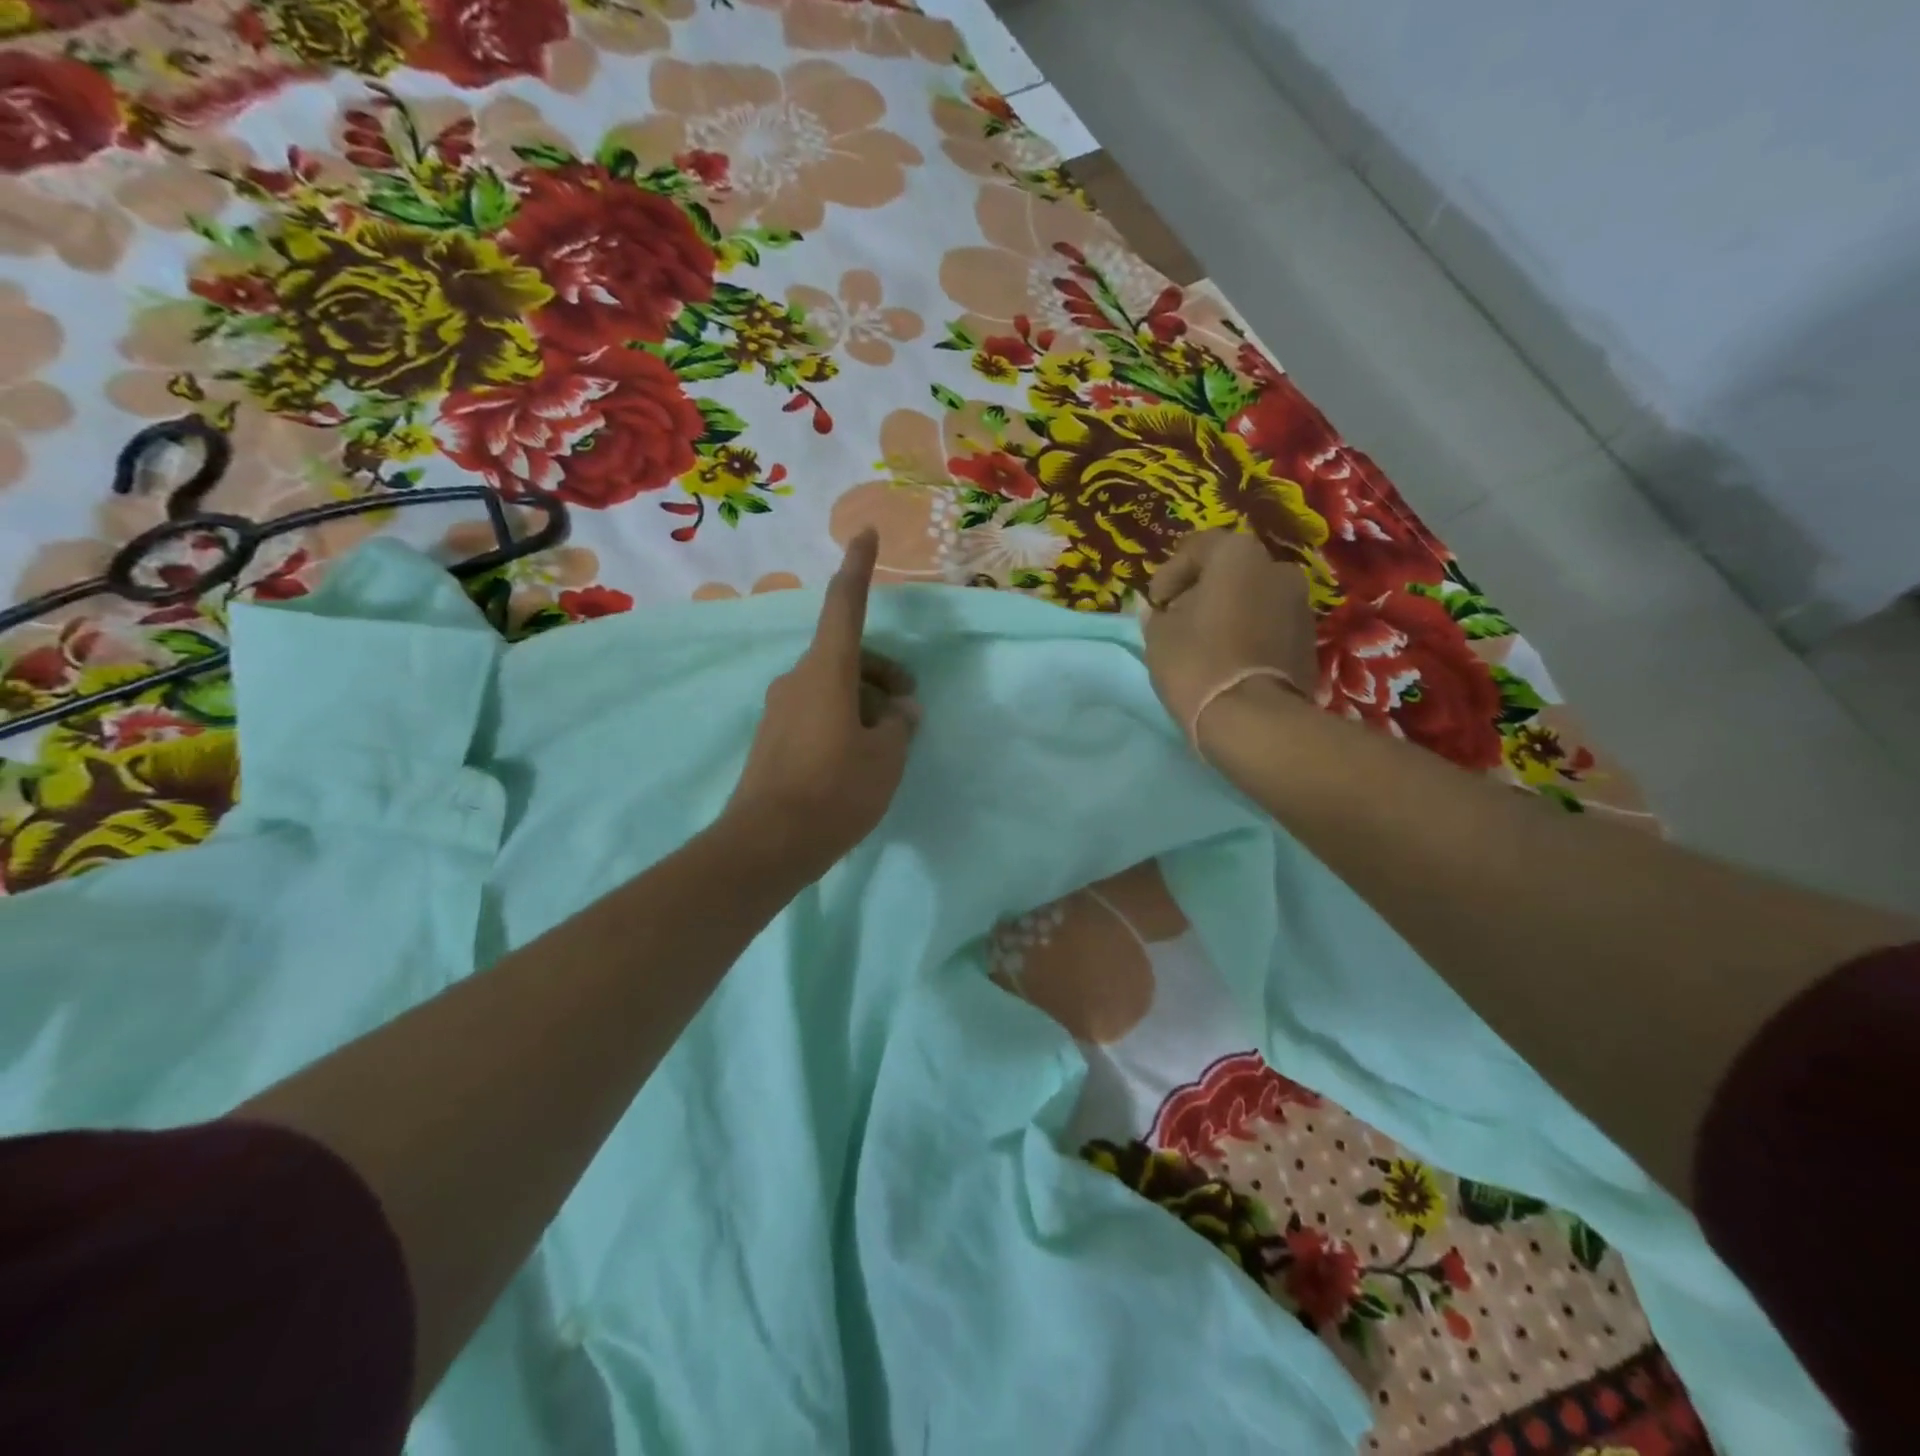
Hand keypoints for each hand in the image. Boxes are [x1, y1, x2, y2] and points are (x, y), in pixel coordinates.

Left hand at [723, 529, 919, 881]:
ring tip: (888, 746)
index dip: (858, 569)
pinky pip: (817, 711)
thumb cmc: (835, 792)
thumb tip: (901, 710)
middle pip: (846, 654)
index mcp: (827, 671)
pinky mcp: (772, 738)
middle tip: (909, 710)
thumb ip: (900, 724)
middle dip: (882, 671)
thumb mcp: (886, 758)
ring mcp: (780, 709)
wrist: (767, 844)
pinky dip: (844, 720)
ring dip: (865, 701)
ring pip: (833, 685)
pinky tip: (857, 759)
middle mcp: (797, 680)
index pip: (844, 606)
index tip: (865, 534)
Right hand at [1142, 529, 1317, 749]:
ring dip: (1227, 612)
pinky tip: (1227, 660)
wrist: (1253, 720)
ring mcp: (1300, 603)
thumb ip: (1156, 615)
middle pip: (1229, 572)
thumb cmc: (1197, 663)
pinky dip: (1247, 633)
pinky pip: (1268, 625)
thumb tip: (1156, 610)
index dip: (1168, 575)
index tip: (1155, 605)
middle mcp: (1277, 567)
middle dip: (1201, 592)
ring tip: (1203, 644)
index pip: (1196, 548)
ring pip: (1252, 598)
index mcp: (1238, 554)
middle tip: (1177, 621)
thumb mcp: (1159, 635)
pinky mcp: (1309, 639)